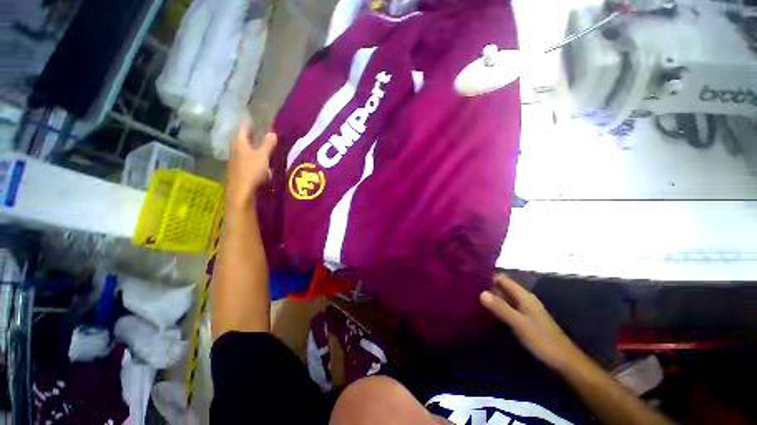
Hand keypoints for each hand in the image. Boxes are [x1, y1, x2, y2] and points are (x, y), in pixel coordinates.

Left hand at [227, 121, 276, 208]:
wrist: (242, 192)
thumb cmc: (252, 171)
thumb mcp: (263, 156)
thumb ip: (268, 144)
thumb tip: (272, 132)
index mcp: (240, 144)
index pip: (242, 129)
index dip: (247, 123)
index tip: (251, 117)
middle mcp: (235, 150)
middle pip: (240, 139)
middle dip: (247, 134)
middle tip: (255, 130)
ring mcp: (235, 162)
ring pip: (242, 150)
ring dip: (248, 146)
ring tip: (257, 144)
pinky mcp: (238, 171)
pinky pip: (244, 159)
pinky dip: (250, 156)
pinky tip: (256, 160)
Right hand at [480, 274, 583, 371]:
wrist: (564, 361)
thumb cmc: (542, 340)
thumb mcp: (519, 324)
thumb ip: (501, 308)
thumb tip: (481, 292)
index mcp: (523, 295)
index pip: (502, 278)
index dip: (488, 276)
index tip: (471, 277)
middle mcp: (524, 298)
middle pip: (502, 287)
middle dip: (487, 287)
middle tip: (469, 289)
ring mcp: (525, 309)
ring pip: (504, 297)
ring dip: (491, 297)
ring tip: (473, 298)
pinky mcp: (524, 319)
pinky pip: (507, 307)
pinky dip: (497, 307)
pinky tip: (487, 312)